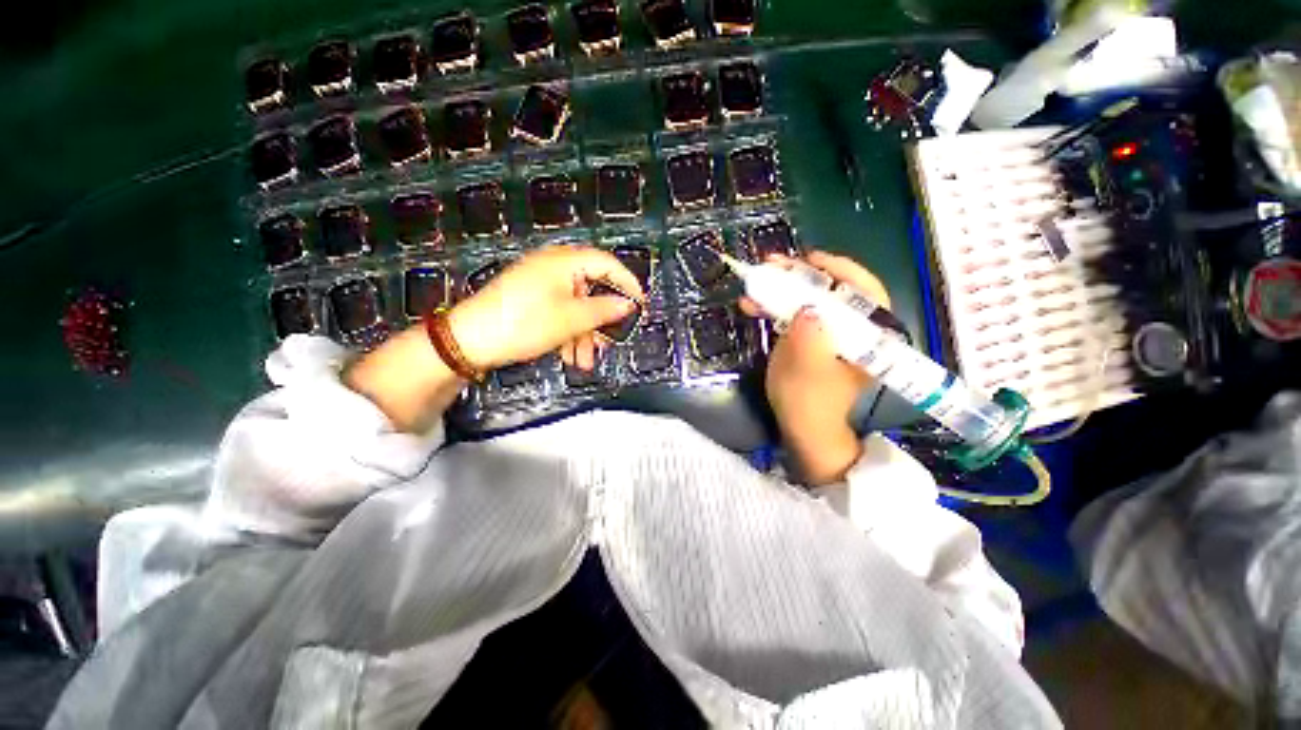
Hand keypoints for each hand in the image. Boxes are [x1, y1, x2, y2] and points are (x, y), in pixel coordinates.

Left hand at [449, 245, 643, 370]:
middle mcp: (553, 267)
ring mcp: (540, 283)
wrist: (469, 341)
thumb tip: (628, 304)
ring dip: (584, 334)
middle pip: (591, 289)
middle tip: (610, 341)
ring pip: (576, 306)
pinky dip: (568, 333)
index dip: (627, 283)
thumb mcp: (571, 319)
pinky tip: (568, 356)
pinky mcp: (530, 299)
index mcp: (564, 262)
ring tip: (585, 360)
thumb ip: (604, 310)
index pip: (607, 263)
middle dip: (601, 319)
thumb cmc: (524, 323)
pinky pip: (559, 312)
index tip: (640, 305)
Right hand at [740, 251, 891, 484]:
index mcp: (867, 336)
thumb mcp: (807, 371)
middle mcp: (852, 329)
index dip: (839, 269)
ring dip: (782, 289)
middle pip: (833, 290)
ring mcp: (830, 334)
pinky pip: (796, 315)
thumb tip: (807, 307)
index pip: (864, 290)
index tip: (809, 259)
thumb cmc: (809, 403)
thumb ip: (810, 339)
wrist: (803, 429)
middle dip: (801, 276)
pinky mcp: (812, 340)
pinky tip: (753, 305)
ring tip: (755, 283)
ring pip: (811, 300)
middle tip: (772, 265)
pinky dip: (775, 307)